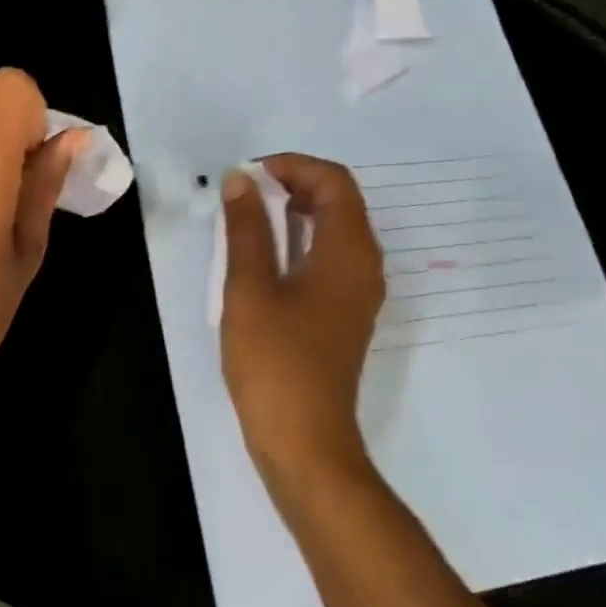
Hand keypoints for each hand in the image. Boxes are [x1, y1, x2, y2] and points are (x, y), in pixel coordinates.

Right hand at [220, 154, 385, 486]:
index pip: (333, 181)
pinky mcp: (343, 313)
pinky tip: (263, 256)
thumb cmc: (275, 361)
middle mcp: (364, 265)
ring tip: (247, 218)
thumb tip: (241, 180)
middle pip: (339, 201)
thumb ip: (247, 229)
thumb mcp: (250, 288)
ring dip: (294, 212)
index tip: (247, 176)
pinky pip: (328, 257)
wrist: (303, 440)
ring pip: (334, 229)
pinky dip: (299, 240)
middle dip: (292, 184)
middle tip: (244, 193)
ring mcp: (357, 292)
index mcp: (348, 252)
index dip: (292, 166)